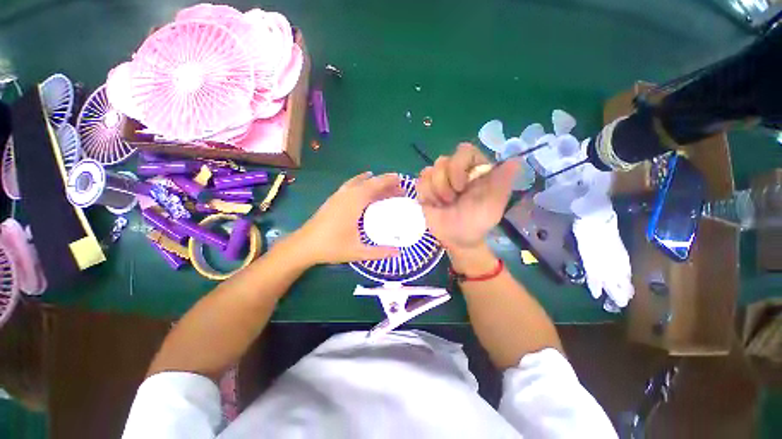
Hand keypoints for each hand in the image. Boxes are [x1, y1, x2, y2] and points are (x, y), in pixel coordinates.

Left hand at [294, 172, 403, 264]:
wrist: (304, 245)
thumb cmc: (331, 247)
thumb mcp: (358, 252)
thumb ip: (379, 252)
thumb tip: (399, 253)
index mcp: (354, 204)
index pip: (374, 186)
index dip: (388, 181)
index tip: (401, 180)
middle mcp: (347, 195)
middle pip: (369, 182)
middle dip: (385, 182)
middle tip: (399, 187)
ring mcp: (339, 195)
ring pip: (360, 182)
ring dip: (374, 182)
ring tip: (386, 186)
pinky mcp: (334, 199)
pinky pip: (351, 184)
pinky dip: (361, 181)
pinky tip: (364, 183)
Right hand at [417, 143, 518, 253]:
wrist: (458, 239)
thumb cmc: (478, 222)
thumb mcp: (494, 205)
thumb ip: (502, 182)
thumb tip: (515, 160)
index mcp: (474, 170)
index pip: (464, 151)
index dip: (458, 166)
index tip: (461, 187)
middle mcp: (456, 170)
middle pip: (442, 161)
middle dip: (445, 184)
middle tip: (452, 201)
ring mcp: (439, 179)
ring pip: (429, 171)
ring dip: (436, 192)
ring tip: (444, 205)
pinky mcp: (426, 189)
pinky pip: (419, 183)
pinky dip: (426, 195)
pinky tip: (434, 205)